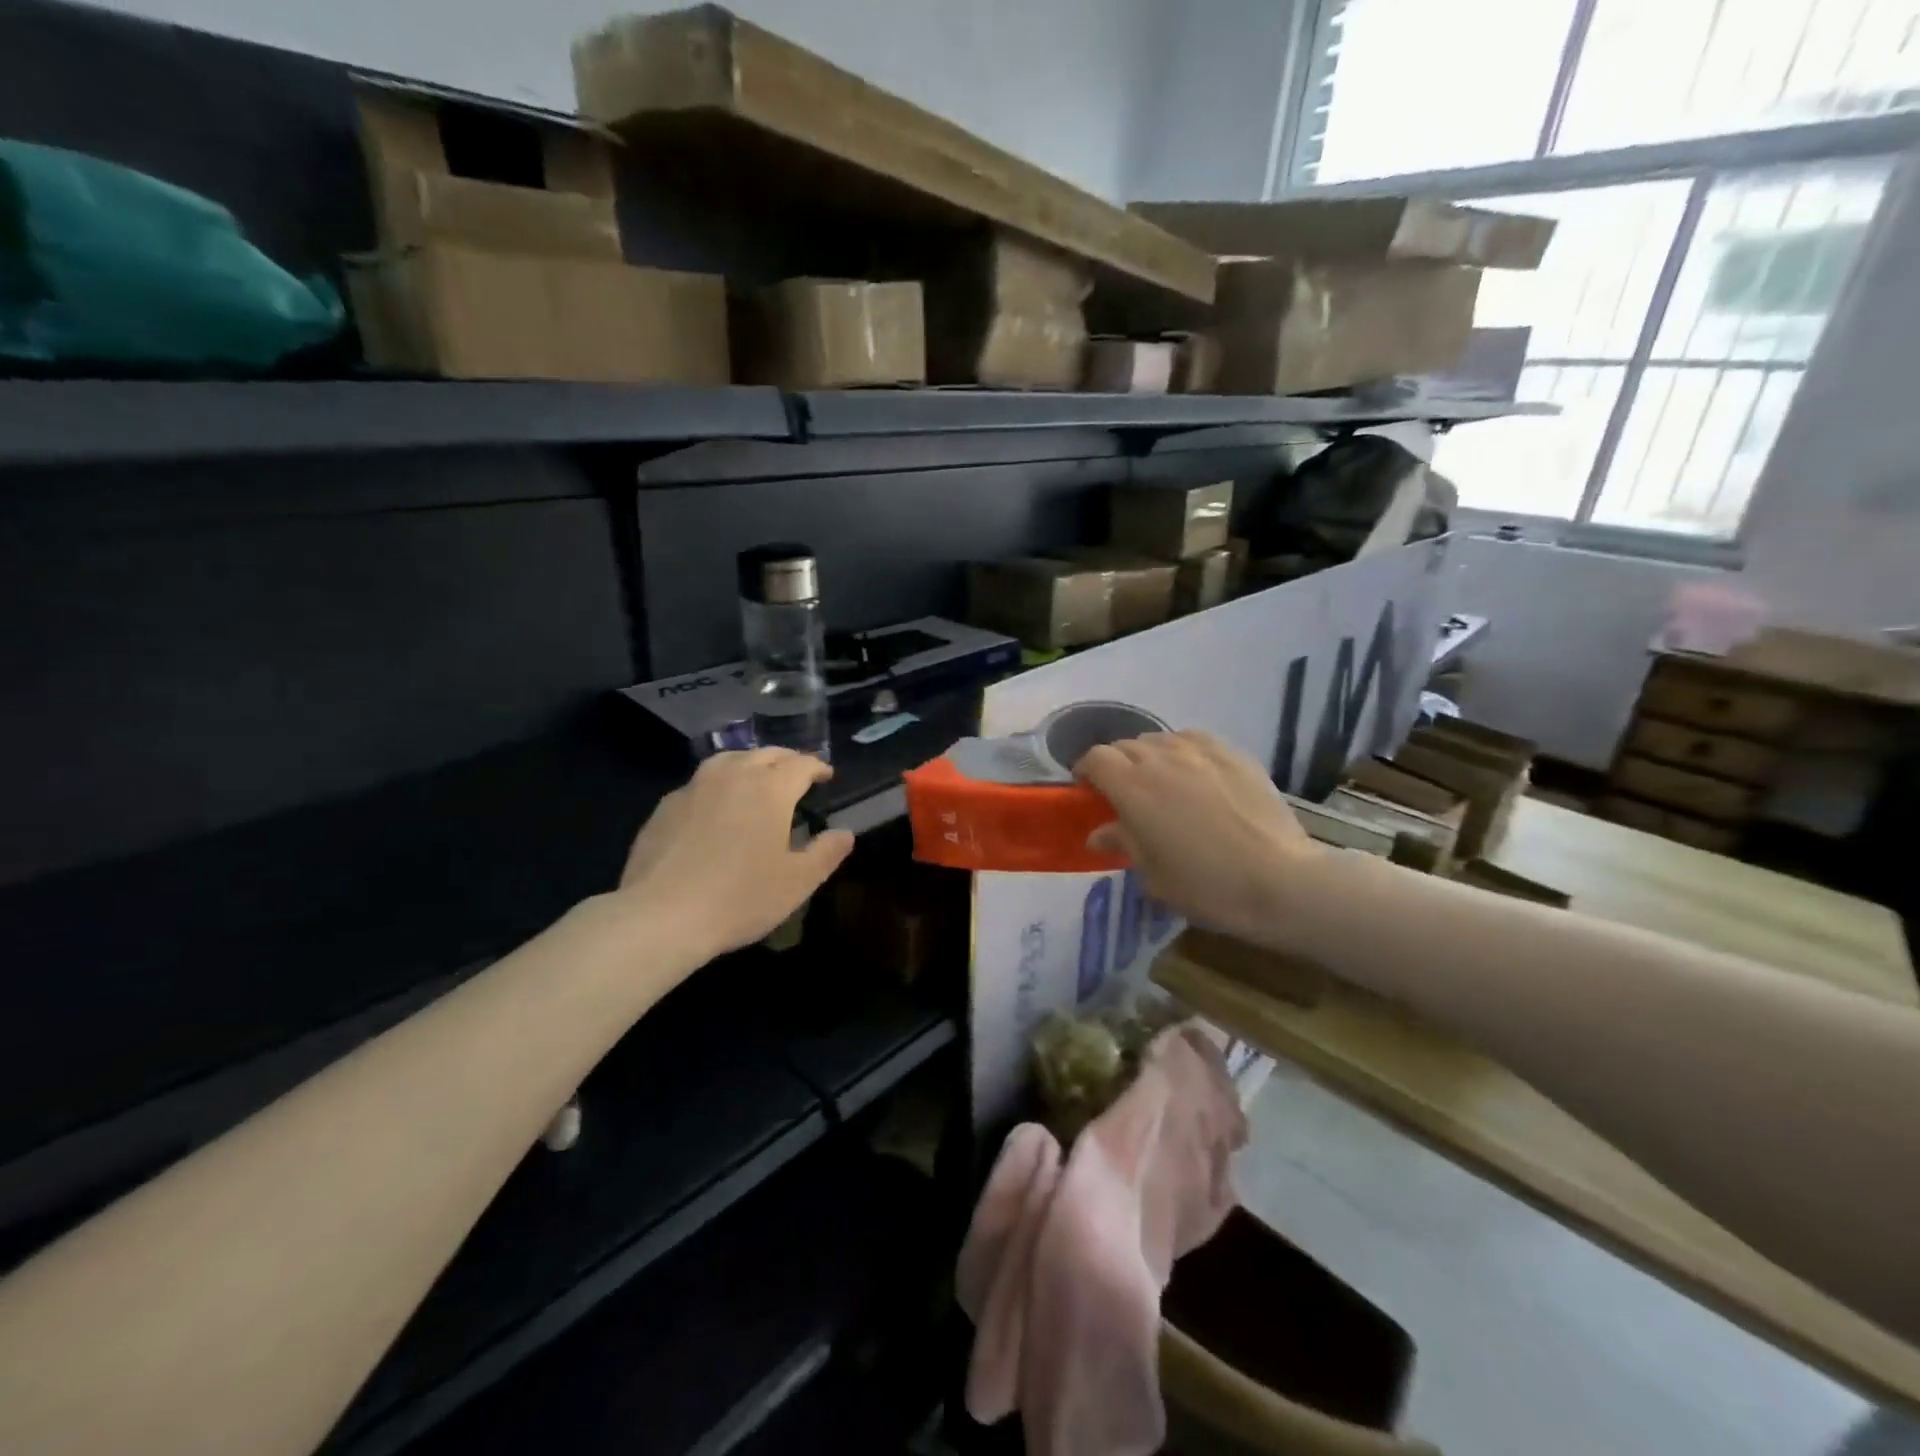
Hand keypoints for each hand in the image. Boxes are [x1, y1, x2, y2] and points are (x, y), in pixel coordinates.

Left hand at [614, 750, 854, 965]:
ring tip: (756, 777)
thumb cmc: (740, 898)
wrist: (661, 915)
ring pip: (729, 759)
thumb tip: (845, 833)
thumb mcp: (798, 882)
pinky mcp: (666, 806)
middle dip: (786, 760)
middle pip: (766, 754)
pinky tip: (716, 806)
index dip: (818, 767)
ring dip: (750, 763)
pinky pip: (700, 782)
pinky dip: (718, 784)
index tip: (827, 776)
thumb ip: (826, 853)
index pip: (801, 764)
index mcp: (771, 789)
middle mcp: (734, 776)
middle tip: (797, 774)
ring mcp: (695, 787)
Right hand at [1074, 731, 1317, 944]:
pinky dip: (1183, 750)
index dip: (1086, 770)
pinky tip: (1194, 771)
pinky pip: (1195, 740)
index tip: (1087, 789)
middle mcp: (1161, 758)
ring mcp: (1201, 752)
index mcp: (1132, 787)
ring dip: (1149, 756)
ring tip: (1159, 780)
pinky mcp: (1234, 754)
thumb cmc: (1206, 885)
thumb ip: (1123, 844)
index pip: (1096, 758)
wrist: (1280, 881)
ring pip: (1160, 739)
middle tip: (1122, 792)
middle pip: (1125, 746)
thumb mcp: (1153, 875)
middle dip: (1116, 764)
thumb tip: (1098, 834)